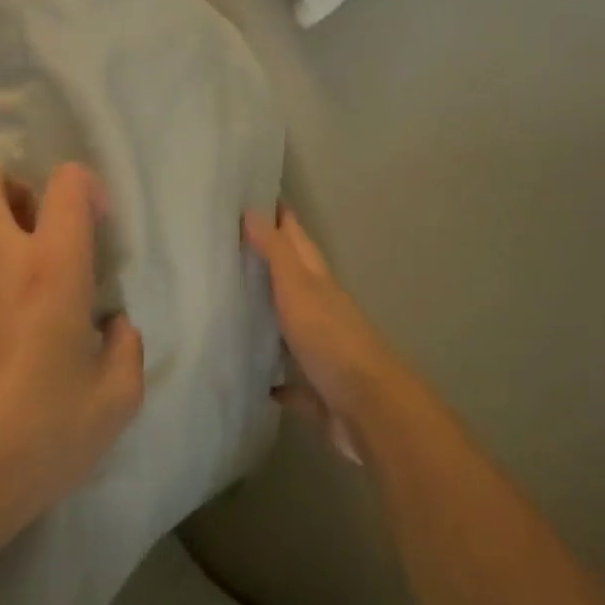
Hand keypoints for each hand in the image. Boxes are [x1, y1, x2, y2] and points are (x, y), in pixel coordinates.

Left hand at [0, 161, 144, 567]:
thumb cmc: (37, 437)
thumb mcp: (114, 402)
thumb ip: (126, 349)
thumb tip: (113, 327)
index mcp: (52, 266)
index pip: (66, 182)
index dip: (84, 187)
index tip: (93, 226)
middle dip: (10, 186)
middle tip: (32, 228)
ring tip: (7, 320)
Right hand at [243, 207, 408, 465]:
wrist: (369, 410)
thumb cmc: (331, 339)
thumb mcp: (298, 287)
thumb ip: (275, 251)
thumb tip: (252, 209)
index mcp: (318, 282)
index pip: (298, 240)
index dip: (282, 218)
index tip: (258, 195)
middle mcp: (322, 311)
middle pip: (295, 279)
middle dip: (271, 262)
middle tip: (235, 247)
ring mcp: (322, 351)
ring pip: (292, 326)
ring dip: (272, 316)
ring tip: (236, 306)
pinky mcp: (318, 391)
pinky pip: (294, 380)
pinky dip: (278, 377)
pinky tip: (258, 379)